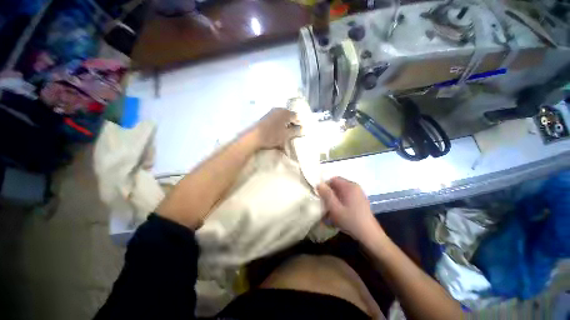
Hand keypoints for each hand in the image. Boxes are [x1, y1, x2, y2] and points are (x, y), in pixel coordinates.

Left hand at [251, 108, 300, 148]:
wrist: (254, 137)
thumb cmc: (272, 135)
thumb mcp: (286, 135)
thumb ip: (295, 131)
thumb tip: (300, 129)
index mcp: (285, 112)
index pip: (296, 116)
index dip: (298, 124)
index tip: (298, 131)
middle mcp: (278, 109)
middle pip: (288, 116)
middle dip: (291, 124)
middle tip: (292, 133)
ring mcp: (271, 112)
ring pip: (282, 118)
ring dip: (284, 124)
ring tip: (284, 133)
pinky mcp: (265, 117)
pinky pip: (276, 119)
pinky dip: (278, 125)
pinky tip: (277, 131)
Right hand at [317, 177, 384, 241]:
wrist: (369, 235)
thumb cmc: (350, 220)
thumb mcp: (335, 208)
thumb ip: (326, 194)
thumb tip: (319, 184)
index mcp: (349, 186)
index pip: (333, 179)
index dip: (325, 186)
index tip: (320, 195)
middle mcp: (355, 187)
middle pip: (337, 184)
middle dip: (329, 192)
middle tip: (324, 203)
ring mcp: (358, 193)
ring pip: (341, 191)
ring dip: (334, 197)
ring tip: (331, 208)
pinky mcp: (360, 200)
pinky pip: (346, 196)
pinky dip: (340, 201)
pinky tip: (339, 211)